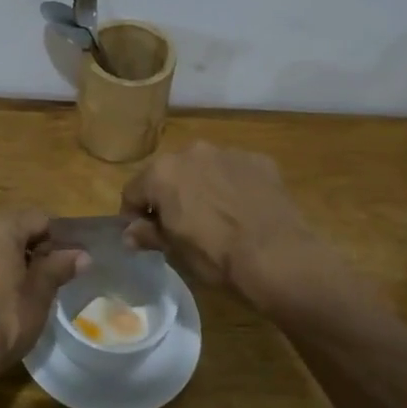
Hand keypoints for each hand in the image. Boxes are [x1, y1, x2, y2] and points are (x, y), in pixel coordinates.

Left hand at [0, 212, 87, 371]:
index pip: (39, 219)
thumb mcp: (40, 292)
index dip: (58, 241)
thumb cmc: (5, 318)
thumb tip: (83, 255)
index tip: (66, 266)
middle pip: (17, 227)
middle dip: (35, 248)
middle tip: (50, 278)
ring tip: (28, 289)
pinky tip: (3, 296)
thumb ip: (60, 266)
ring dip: (15, 258)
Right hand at [120, 143, 326, 304]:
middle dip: (168, 195)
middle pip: (168, 173)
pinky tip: (243, 210)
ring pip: (203, 168)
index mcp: (162, 173)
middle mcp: (191, 152)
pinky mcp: (258, 160)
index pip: (132, 191)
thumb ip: (148, 234)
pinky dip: (232, 186)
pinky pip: (235, 171)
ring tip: (215, 216)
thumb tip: (130, 233)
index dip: (133, 214)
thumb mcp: (175, 251)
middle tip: (179, 224)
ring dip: (201, 186)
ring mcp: (227, 153)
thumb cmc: (215, 255)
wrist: (277, 255)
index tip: (142, 234)